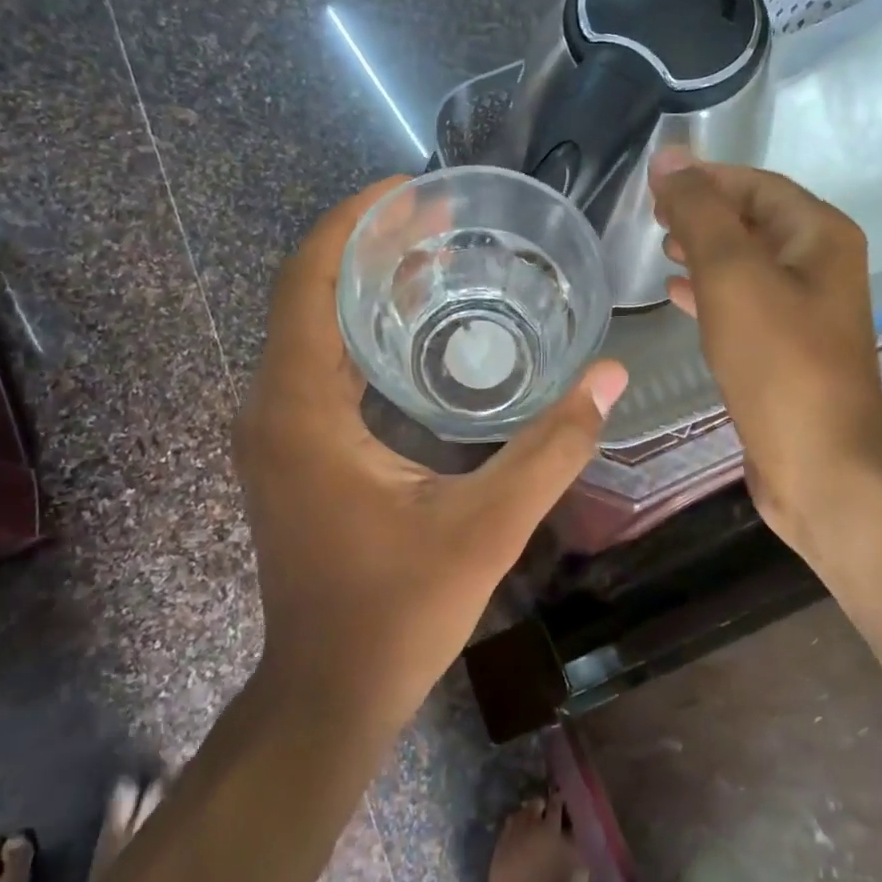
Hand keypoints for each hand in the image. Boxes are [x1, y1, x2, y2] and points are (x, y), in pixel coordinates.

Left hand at [236, 177, 628, 726]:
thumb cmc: (398, 611)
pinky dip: (362, 334)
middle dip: (370, 247)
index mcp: (300, 409)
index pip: (308, 281)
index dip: (353, 222)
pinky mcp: (290, 453)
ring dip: (366, 289)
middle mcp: (272, 408)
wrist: (329, 692)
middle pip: (309, 295)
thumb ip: (552, 448)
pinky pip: (318, 366)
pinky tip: (416, 333)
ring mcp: (275, 432)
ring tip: (437, 262)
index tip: (410, 189)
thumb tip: (610, 376)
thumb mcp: (487, 526)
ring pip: (312, 331)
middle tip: (441, 221)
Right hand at [649, 151, 881, 553]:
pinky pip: (744, 302)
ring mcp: (806, 310)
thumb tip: (669, 157)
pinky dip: (710, 291)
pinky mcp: (787, 348)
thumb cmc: (778, 362)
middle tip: (651, 217)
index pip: (755, 184)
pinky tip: (677, 296)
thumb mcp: (732, 275)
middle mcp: (820, 265)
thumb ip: (699, 212)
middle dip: (702, 212)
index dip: (704, 178)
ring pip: (746, 262)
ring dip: (704, 249)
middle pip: (753, 219)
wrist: (820, 464)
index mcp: (819, 236)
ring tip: (660, 249)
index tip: (652, 185)